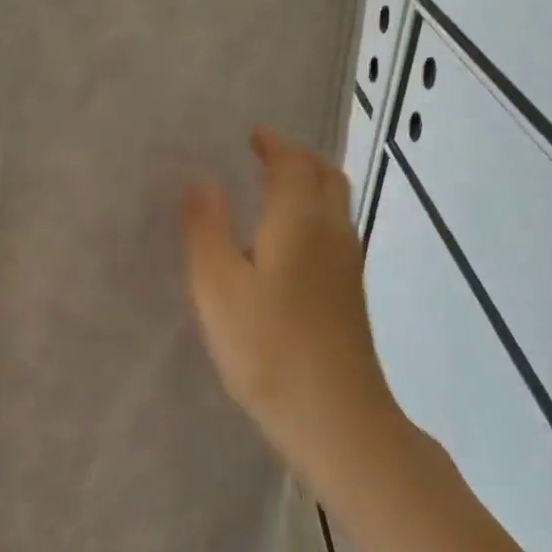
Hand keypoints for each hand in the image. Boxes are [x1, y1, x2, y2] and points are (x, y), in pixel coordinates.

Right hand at [183, 127, 400, 498]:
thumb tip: (202, 182)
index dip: (272, 143)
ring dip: (308, 183)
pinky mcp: (350, 293)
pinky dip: (312, 213)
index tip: (251, 134)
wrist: (335, 416)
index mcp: (300, 221)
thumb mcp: (216, 287)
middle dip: (297, 156)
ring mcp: (348, 264)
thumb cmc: (267, 347)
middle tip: (264, 154)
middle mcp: (333, 232)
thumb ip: (205, 230)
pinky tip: (285, 241)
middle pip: (325, 175)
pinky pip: (333, 230)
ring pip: (335, 203)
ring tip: (272, 189)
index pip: (292, 163)